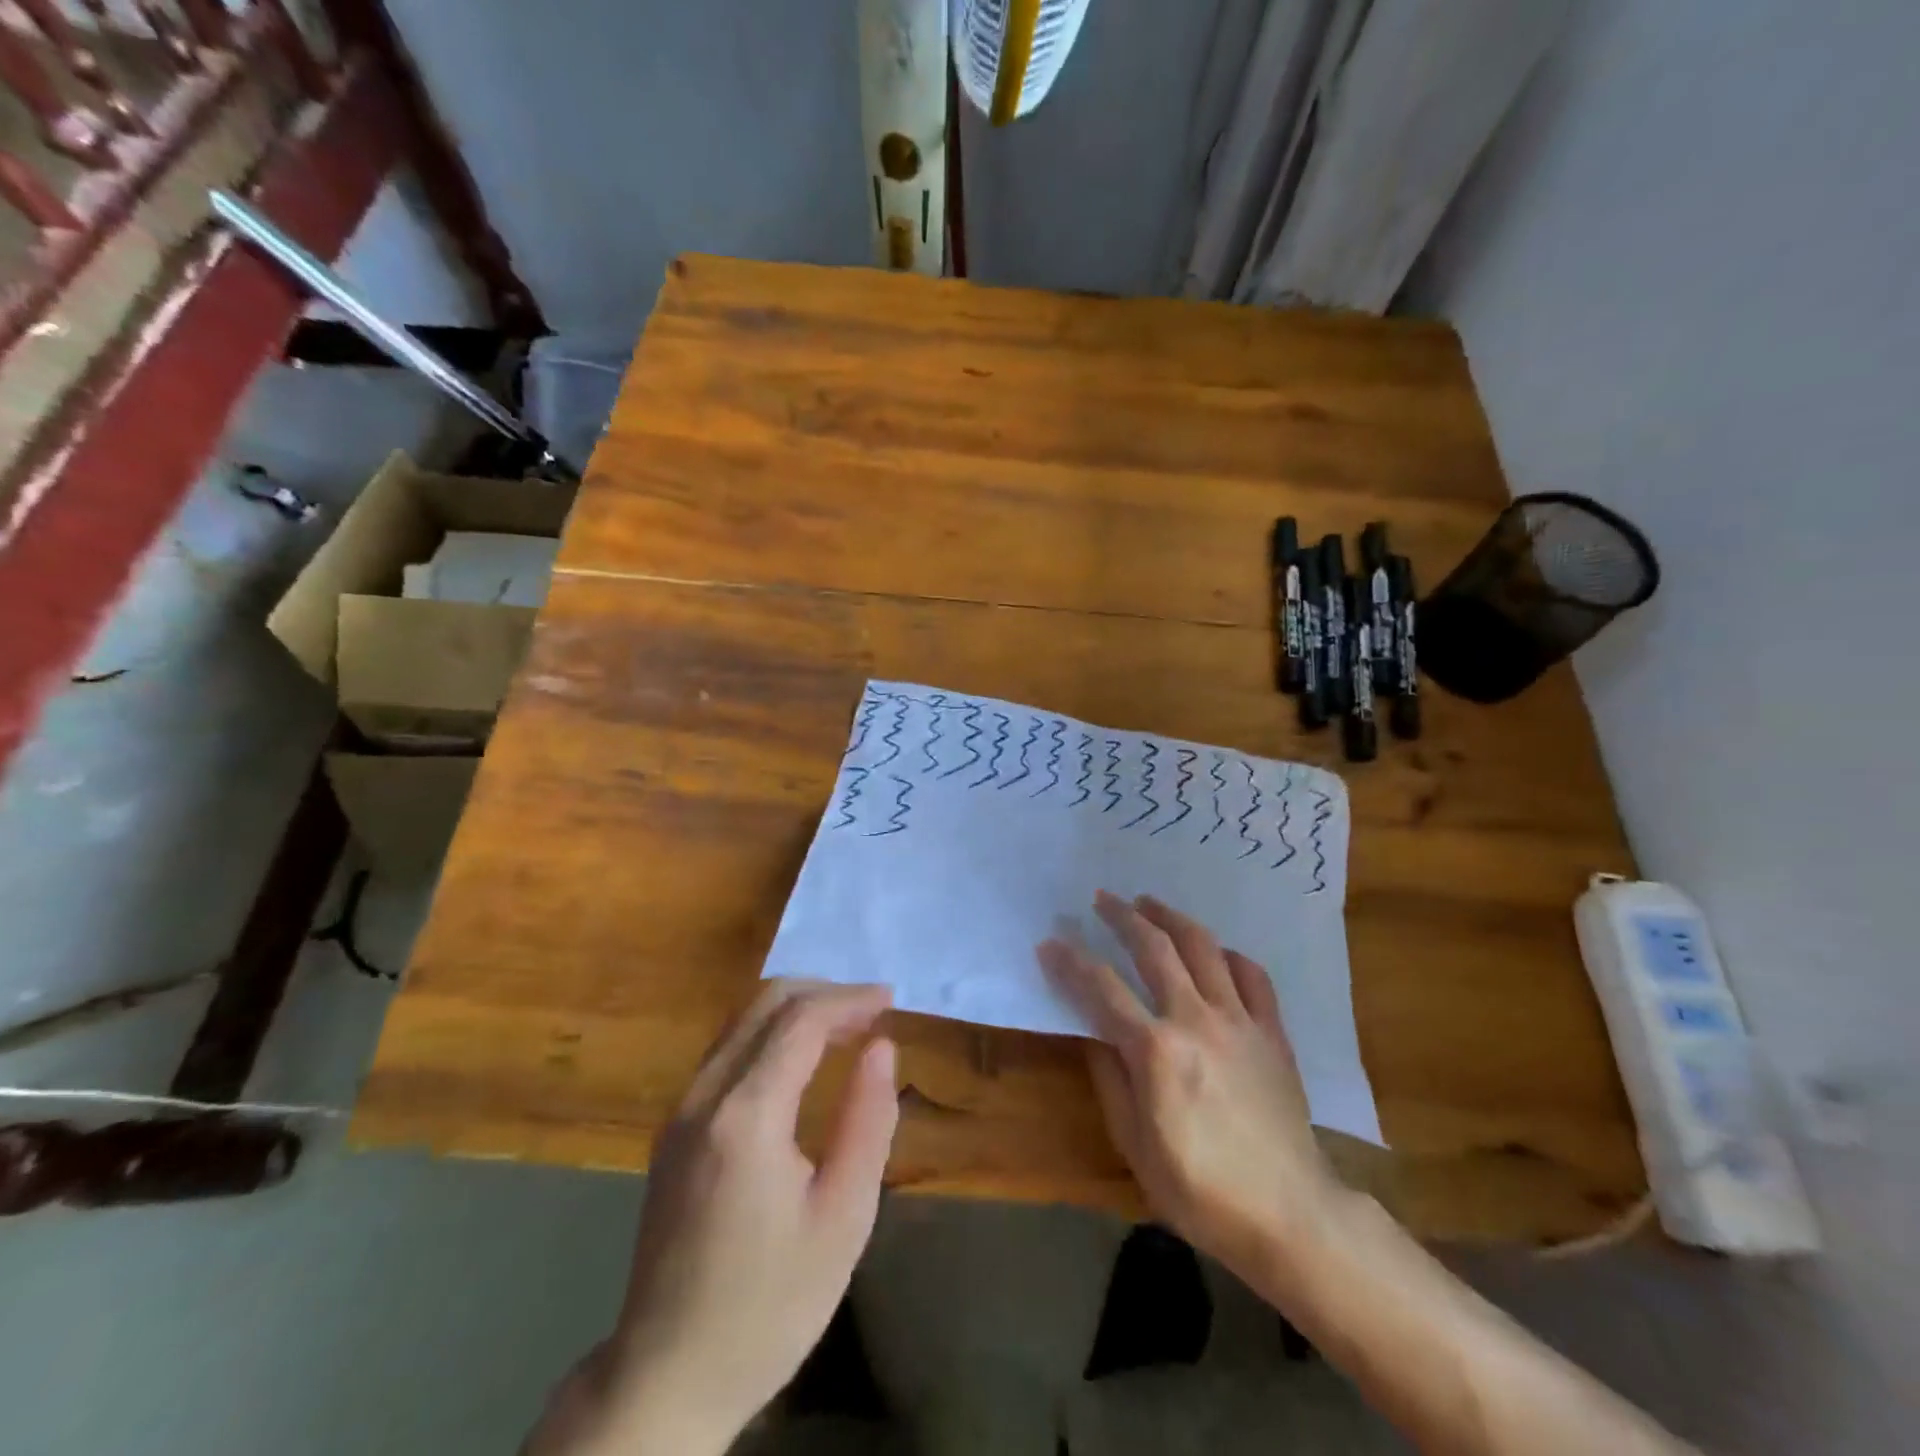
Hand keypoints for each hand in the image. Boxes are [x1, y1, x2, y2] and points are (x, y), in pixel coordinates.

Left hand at [525, 981, 898, 1455]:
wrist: (667, 1376)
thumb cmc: (771, 1305)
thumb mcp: (843, 1218)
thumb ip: (867, 1120)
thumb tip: (881, 1047)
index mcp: (746, 1116)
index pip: (801, 1021)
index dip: (849, 1000)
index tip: (890, 999)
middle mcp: (704, 1096)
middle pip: (764, 1003)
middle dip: (823, 993)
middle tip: (870, 1011)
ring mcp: (680, 1111)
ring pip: (739, 1020)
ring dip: (794, 1009)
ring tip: (844, 1026)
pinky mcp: (673, 1129)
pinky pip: (725, 1050)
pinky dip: (769, 1033)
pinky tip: (800, 1058)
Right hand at [1039, 891, 1339, 1283]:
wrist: (1289, 1215)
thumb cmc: (1201, 1190)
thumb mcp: (1135, 1144)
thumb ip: (1110, 1079)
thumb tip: (1092, 1033)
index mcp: (1156, 1051)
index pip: (1102, 989)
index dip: (1071, 962)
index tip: (1051, 943)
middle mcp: (1195, 1020)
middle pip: (1154, 949)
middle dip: (1122, 917)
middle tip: (1102, 899)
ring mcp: (1239, 1021)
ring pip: (1203, 947)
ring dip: (1171, 918)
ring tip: (1149, 902)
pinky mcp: (1272, 1032)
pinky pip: (1252, 976)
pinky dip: (1228, 955)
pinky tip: (1215, 952)